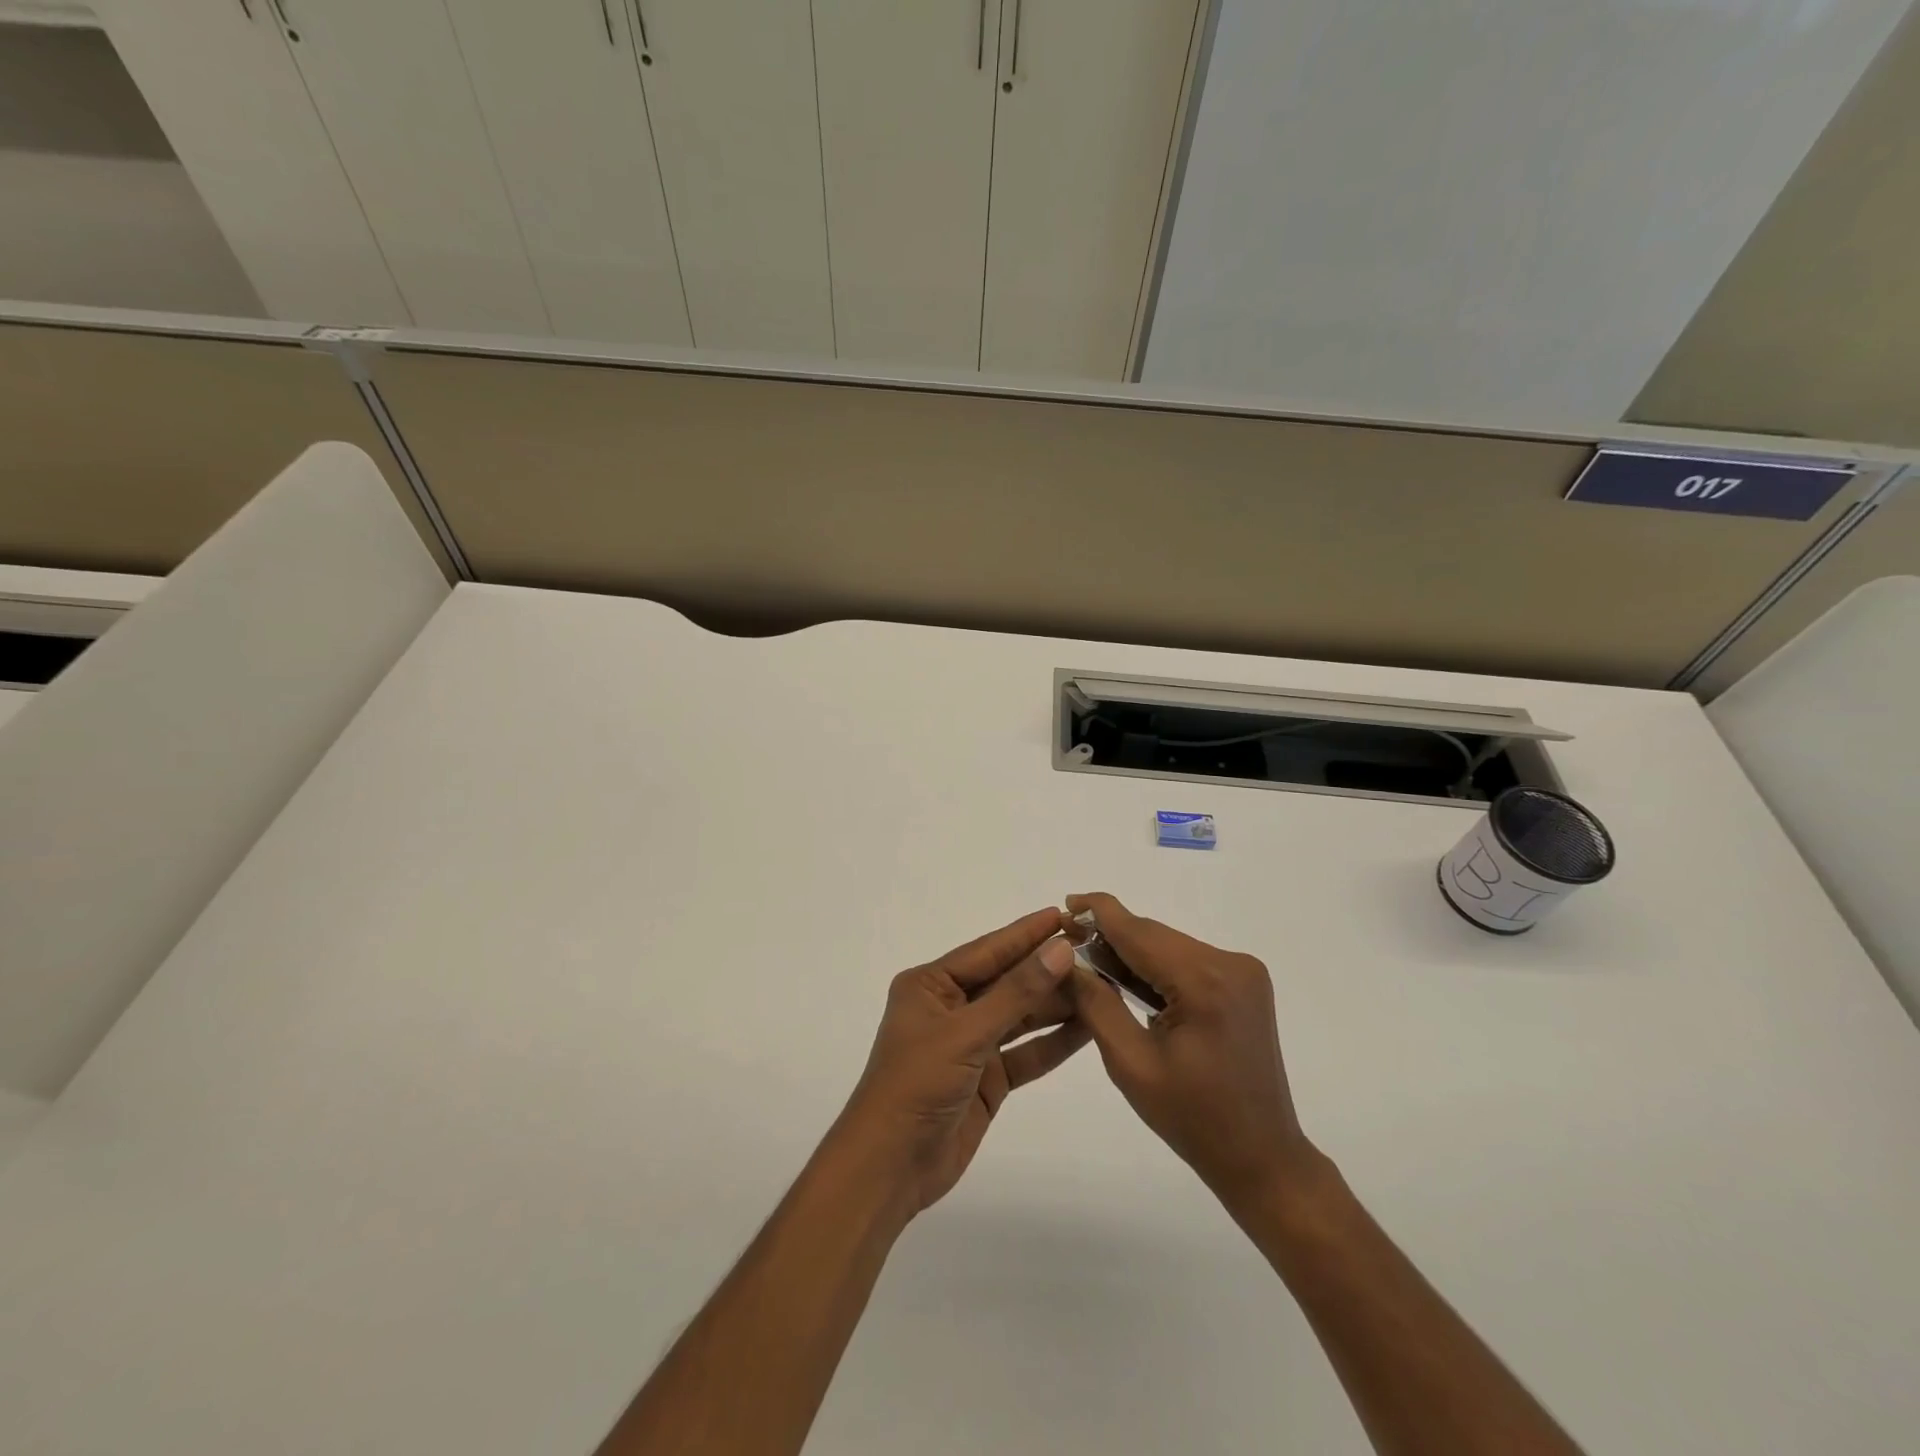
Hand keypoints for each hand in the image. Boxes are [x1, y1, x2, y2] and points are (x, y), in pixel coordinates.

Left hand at [831, 908, 1090, 1217]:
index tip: (1065, 915)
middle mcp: (951, 1008)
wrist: (890, 1168)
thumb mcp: (966, 1033)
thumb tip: (1059, 949)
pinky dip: (1053, 1042)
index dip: (1027, 933)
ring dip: (1056, 1005)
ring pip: (1020, 1017)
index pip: (988, 950)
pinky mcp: (987, 1078)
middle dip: (1048, 970)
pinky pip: (1025, 1052)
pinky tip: (1087, 1029)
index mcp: (931, 985)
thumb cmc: (917, 1085)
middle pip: (1007, 982)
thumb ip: (1016, 992)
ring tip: (1101, 986)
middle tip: (1096, 953)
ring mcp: (970, 1044)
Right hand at [1066, 893, 1318, 1205]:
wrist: (1261, 1157)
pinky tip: (1131, 982)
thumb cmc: (1192, 1118)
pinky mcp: (1245, 983)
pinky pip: (1188, 960)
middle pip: (1154, 936)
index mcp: (1204, 982)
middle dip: (1111, 937)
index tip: (1065, 904)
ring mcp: (1243, 971)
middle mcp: (1230, 964)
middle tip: (1068, 945)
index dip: (1099, 913)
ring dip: (1133, 953)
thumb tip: (1066, 959)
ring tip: (1093, 965)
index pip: (1139, 932)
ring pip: (1169, 945)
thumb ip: (1096, 1003)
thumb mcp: (1130, 1063)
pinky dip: (1157, 967)